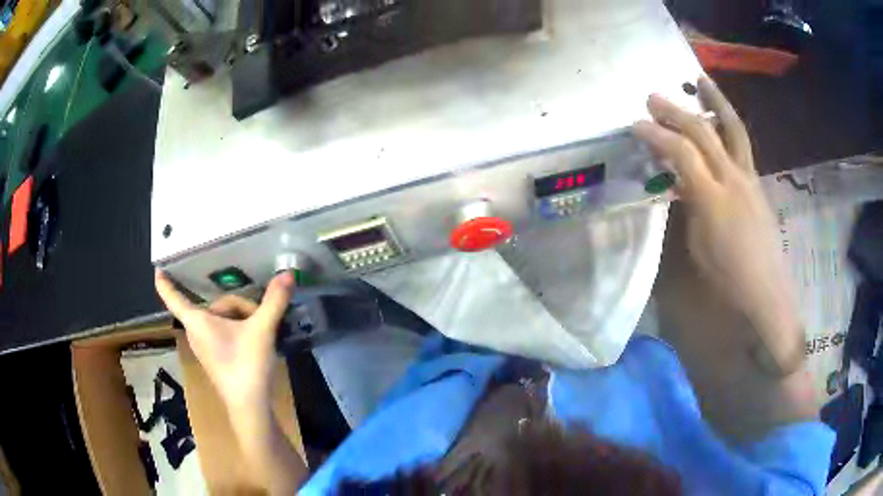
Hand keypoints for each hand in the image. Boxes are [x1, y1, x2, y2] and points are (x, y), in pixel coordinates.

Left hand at [154, 270, 294, 407]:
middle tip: (260, 319)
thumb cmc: (246, 366)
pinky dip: (238, 330)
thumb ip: (274, 301)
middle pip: (216, 305)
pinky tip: (256, 341)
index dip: (165, 282)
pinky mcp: (214, 356)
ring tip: (261, 331)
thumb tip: (288, 273)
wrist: (250, 406)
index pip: (173, 297)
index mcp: (198, 321)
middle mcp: (196, 331)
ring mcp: (204, 346)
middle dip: (240, 307)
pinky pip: (222, 331)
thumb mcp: (262, 330)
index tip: (157, 268)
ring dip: (242, 319)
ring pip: (221, 318)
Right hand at [633, 77, 803, 376]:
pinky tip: (720, 117)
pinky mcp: (757, 182)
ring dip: (715, 102)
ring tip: (701, 80)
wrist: (766, 292)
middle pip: (704, 133)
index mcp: (714, 199)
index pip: (682, 153)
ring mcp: (749, 177)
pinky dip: (729, 123)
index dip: (657, 135)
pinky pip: (742, 144)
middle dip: (676, 111)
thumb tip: (678, 182)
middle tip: (653, 97)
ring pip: (733, 129)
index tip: (635, 125)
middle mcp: (733, 179)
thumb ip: (688, 206)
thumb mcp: (698, 246)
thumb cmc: (728, 278)